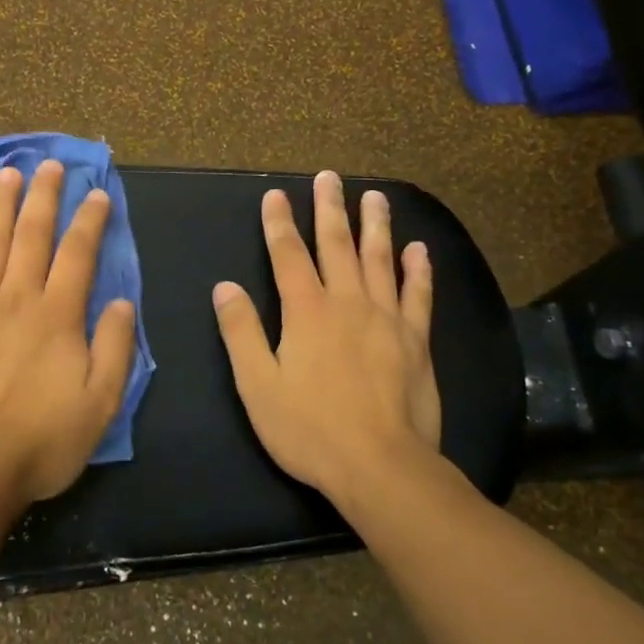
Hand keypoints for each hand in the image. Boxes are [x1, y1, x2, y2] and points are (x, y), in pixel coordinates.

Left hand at [0, 159, 136, 504]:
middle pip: (32, 235)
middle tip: (49, 163)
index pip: (78, 254)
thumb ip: (115, 349)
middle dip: (43, 196)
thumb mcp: (99, 404)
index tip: (97, 192)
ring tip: (6, 173)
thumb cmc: (39, 441)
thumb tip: (122, 302)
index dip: (89, 220)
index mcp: (58, 316)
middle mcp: (17, 298)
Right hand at [212, 171, 441, 500]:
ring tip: (375, 196)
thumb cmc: (310, 429)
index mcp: (306, 312)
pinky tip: (417, 250)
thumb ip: (241, 333)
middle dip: (329, 208)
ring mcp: (387, 319)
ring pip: (379, 260)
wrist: (381, 467)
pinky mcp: (416, 341)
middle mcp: (347, 303)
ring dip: (375, 225)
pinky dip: (417, 270)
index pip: (288, 256)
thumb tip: (225, 287)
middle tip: (329, 177)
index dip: (279, 223)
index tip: (275, 194)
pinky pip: (418, 295)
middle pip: (336, 245)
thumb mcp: (258, 385)